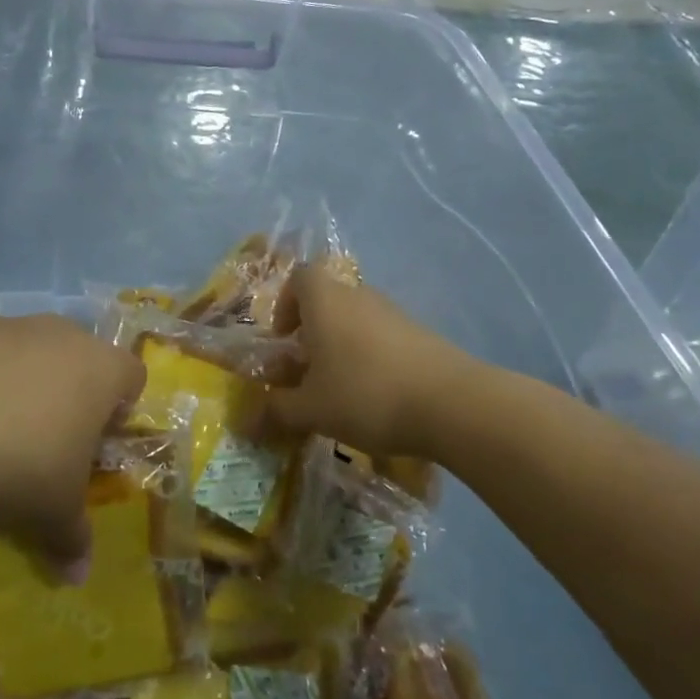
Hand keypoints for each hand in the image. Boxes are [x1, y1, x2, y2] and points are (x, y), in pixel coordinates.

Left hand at [0, 314, 144, 575]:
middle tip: (45, 437)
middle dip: (68, 390)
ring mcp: (6, 325)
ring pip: (25, 348)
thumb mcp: (53, 512)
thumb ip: (73, 539)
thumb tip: (78, 577)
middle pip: (78, 355)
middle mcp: (60, 334)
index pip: (132, 376)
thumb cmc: (20, 465)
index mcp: (100, 369)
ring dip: (18, 379)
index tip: (97, 440)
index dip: (120, 408)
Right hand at [259, 265, 464, 457]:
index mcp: (326, 301)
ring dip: (341, 349)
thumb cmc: (365, 394)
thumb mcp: (311, 410)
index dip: (285, 304)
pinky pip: (383, 339)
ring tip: (339, 392)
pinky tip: (376, 398)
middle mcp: (360, 297)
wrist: (452, 404)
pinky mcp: (422, 336)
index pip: (300, 277)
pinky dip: (371, 360)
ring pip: (356, 321)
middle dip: (311, 334)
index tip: (283, 340)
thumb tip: (247, 421)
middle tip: (305, 373)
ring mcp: (395, 314)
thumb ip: (276, 411)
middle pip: (328, 301)